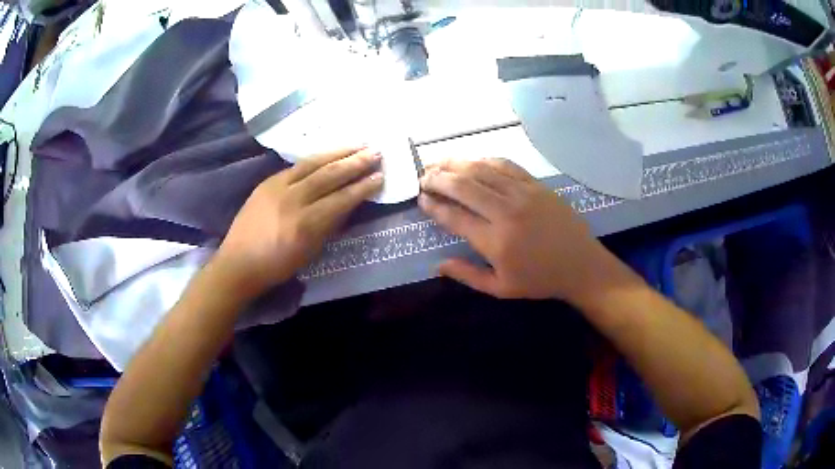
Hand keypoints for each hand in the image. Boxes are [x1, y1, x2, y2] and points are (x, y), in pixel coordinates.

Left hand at [213, 147, 382, 298]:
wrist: (238, 262)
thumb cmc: (277, 266)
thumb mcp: (310, 252)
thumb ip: (330, 225)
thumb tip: (348, 204)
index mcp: (305, 224)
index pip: (341, 199)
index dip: (363, 187)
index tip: (381, 176)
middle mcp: (293, 200)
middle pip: (329, 175)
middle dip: (355, 163)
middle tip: (376, 152)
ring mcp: (278, 187)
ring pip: (313, 163)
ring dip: (339, 152)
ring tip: (359, 144)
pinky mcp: (268, 181)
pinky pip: (297, 165)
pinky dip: (317, 157)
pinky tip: (330, 153)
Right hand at [418, 158, 614, 303]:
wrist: (581, 265)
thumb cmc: (539, 280)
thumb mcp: (500, 289)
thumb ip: (467, 275)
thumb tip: (437, 265)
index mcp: (495, 242)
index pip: (454, 216)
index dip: (433, 205)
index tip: (420, 199)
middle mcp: (506, 212)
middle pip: (463, 186)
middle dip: (437, 178)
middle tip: (423, 177)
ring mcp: (523, 194)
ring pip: (481, 170)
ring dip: (456, 163)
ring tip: (438, 162)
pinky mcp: (536, 184)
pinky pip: (505, 164)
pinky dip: (484, 160)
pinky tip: (473, 160)